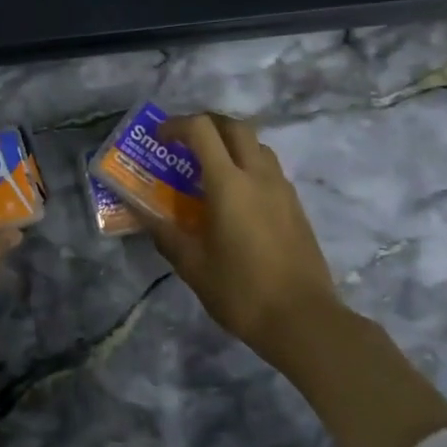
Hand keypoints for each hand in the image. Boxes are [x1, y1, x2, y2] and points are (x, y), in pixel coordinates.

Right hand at [136, 114, 338, 368]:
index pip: (202, 130)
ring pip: (257, 145)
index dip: (177, 125)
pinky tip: (237, 197)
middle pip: (235, 126)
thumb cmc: (242, 291)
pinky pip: (270, 169)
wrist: (305, 321)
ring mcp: (282, 189)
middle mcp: (258, 176)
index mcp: (229, 184)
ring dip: (231, 143)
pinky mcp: (296, 206)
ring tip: (211, 167)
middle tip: (186, 143)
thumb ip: (165, 233)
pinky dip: (249, 165)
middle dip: (207, 124)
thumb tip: (141, 213)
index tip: (160, 139)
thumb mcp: (193, 266)